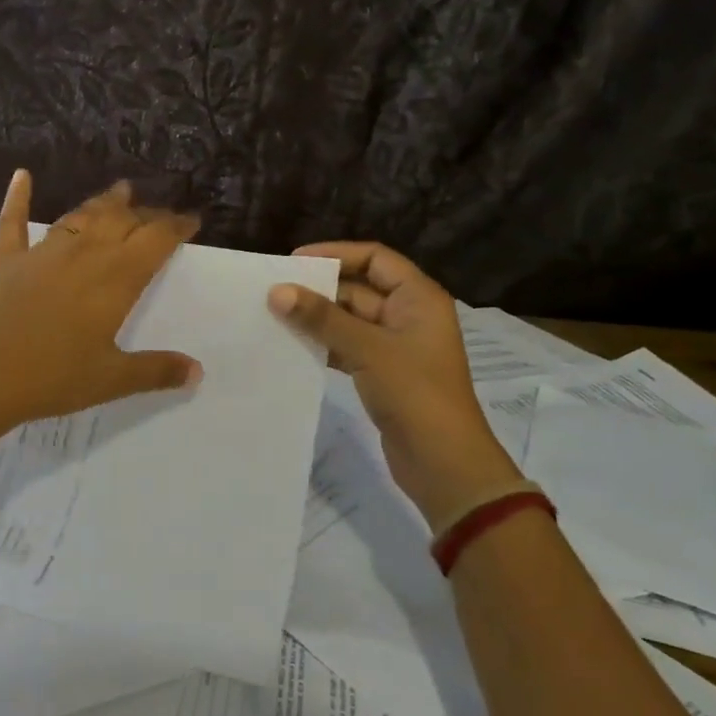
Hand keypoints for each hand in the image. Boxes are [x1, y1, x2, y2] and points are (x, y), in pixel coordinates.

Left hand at [0, 171, 202, 430]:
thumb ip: (155, 371)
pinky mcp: (4, 260)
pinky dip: (18, 198)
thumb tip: (197, 371)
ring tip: (120, 189)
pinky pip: (13, 222)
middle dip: (145, 213)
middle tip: (158, 212)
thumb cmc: (51, 378)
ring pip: (79, 217)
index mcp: (115, 280)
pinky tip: (22, 177)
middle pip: (121, 222)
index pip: (155, 241)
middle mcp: (83, 255)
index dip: (175, 226)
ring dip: (103, 203)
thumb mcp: (111, 380)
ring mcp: (41, 253)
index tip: (191, 219)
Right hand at [270, 242, 518, 531]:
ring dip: (318, 319)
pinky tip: (293, 348)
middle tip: (274, 292)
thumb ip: (322, 318)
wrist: (442, 461)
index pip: (375, 258)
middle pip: (360, 288)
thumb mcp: (367, 348)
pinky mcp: (383, 374)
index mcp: (418, 298)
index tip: (294, 262)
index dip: (336, 254)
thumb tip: (277, 291)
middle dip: (320, 289)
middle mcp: (409, 315)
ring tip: (274, 318)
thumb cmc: (414, 393)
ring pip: (350, 321)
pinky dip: (324, 345)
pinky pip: (348, 348)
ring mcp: (396, 347)